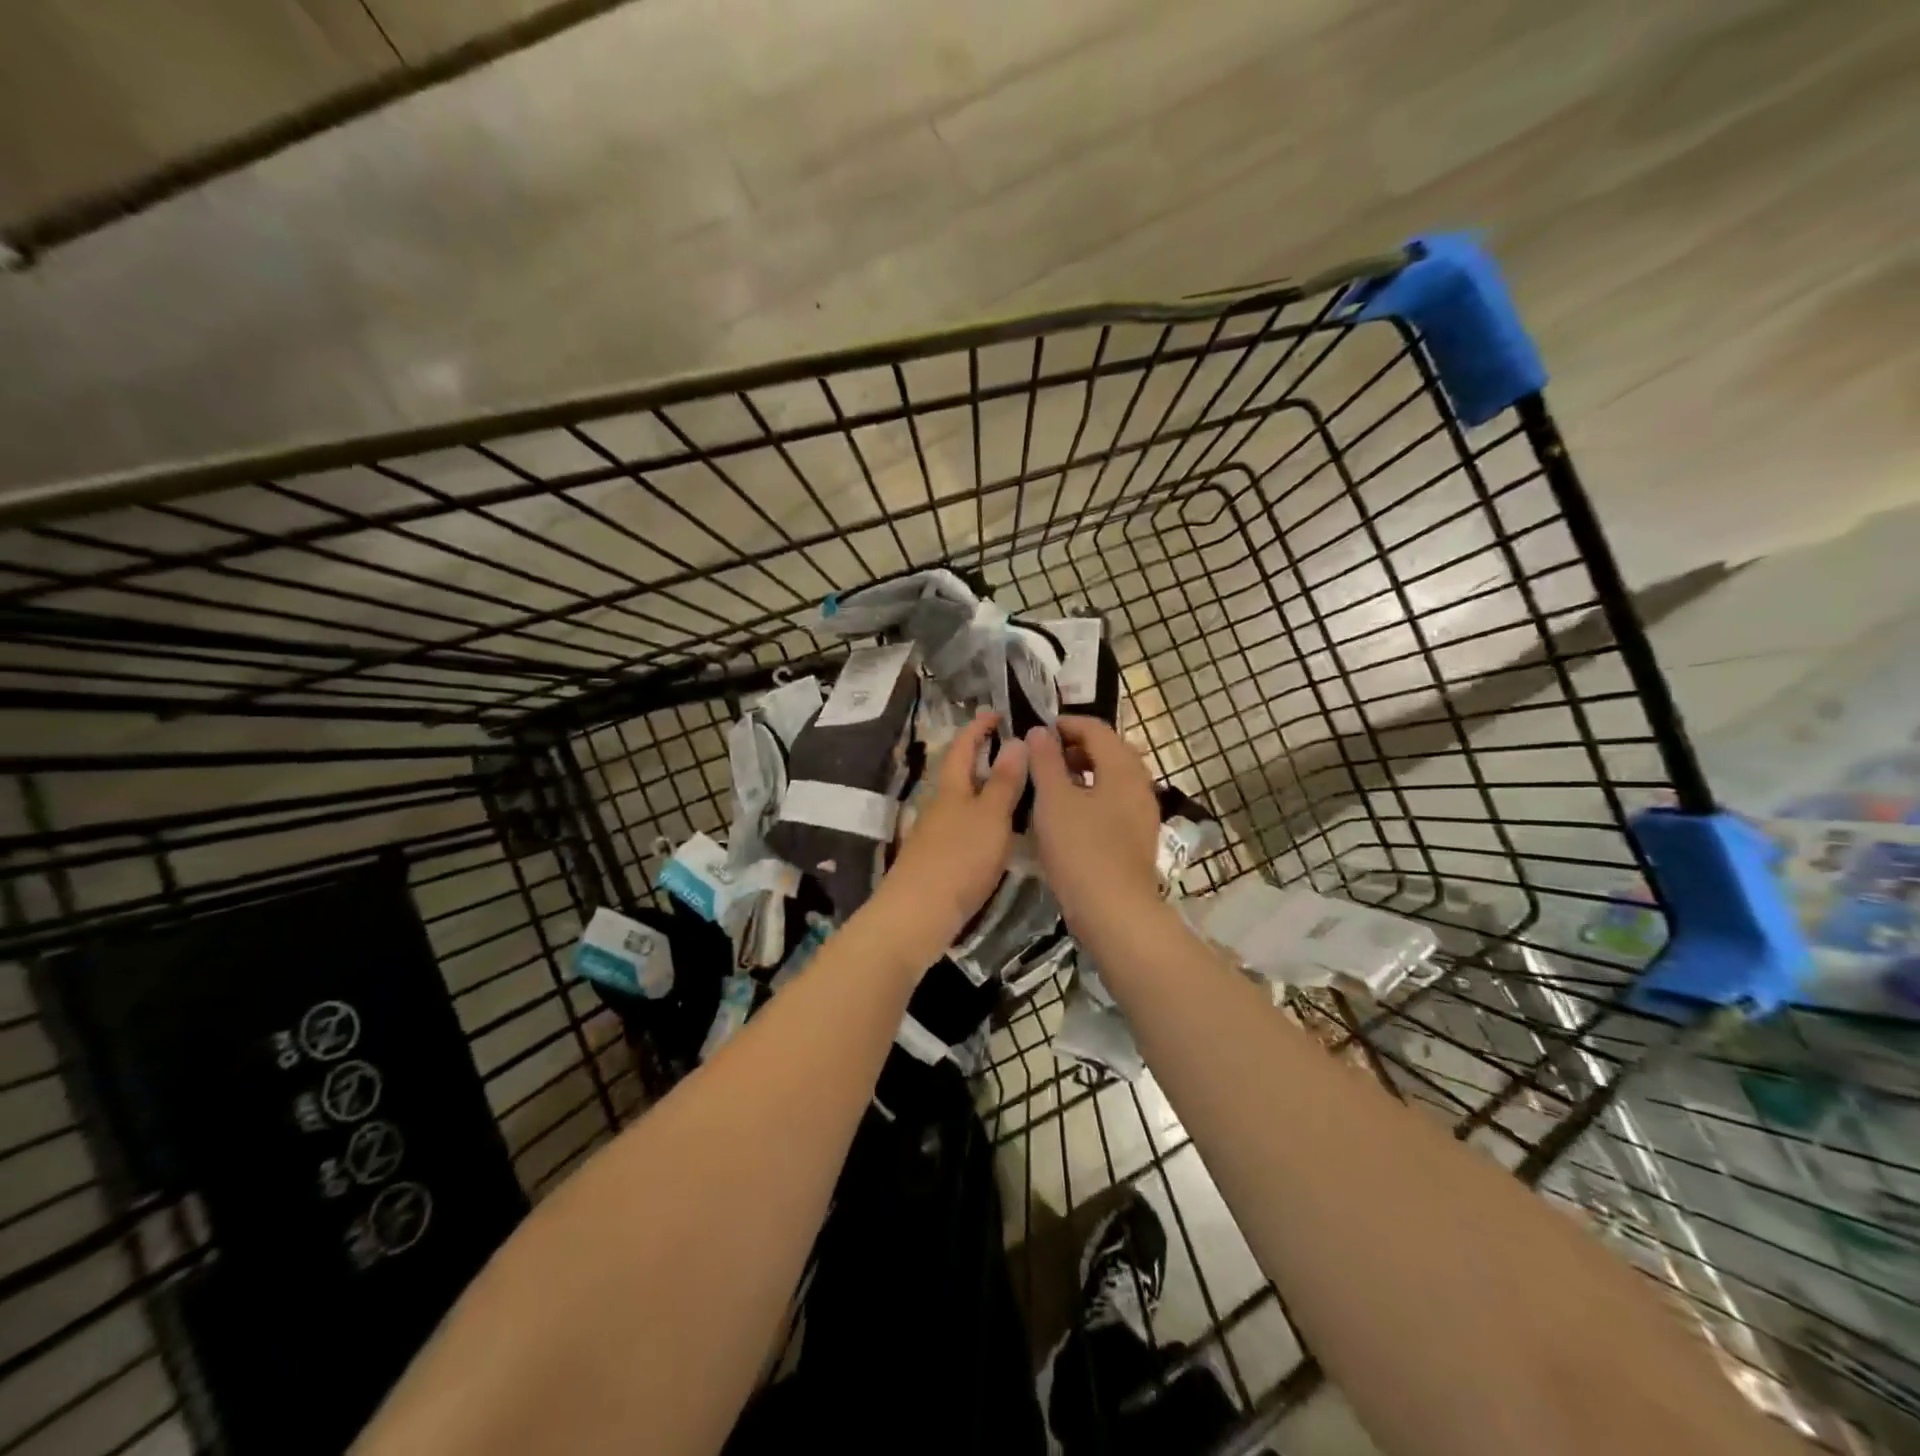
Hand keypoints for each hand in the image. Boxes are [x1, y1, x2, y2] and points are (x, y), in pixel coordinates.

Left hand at [869, 710, 1028, 965]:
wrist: (917, 915)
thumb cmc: (958, 859)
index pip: (962, 746)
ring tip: (1020, 791)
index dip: (978, 727)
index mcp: (950, 788)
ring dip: (986, 791)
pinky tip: (1001, 835)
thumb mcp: (990, 817)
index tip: (996, 712)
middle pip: (960, 773)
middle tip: (1016, 751)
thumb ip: (1004, 782)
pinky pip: (966, 828)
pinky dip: (984, 821)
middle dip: (983, 758)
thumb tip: (1016, 739)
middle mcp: (939, 806)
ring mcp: (936, 834)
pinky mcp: (938, 861)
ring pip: (963, 802)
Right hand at [1026, 718, 1161, 939]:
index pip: (1097, 729)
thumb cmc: (1081, 849)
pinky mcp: (1137, 838)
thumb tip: (1041, 731)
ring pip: (1112, 779)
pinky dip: (1092, 796)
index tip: (1038, 730)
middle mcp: (1140, 785)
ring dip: (1084, 772)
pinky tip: (1069, 814)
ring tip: (1052, 783)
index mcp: (1123, 768)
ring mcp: (1142, 813)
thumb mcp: (1054, 800)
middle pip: (1109, 751)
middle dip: (1076, 747)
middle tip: (1044, 755)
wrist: (1114, 911)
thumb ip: (1046, 761)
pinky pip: (1114, 803)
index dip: (1066, 724)